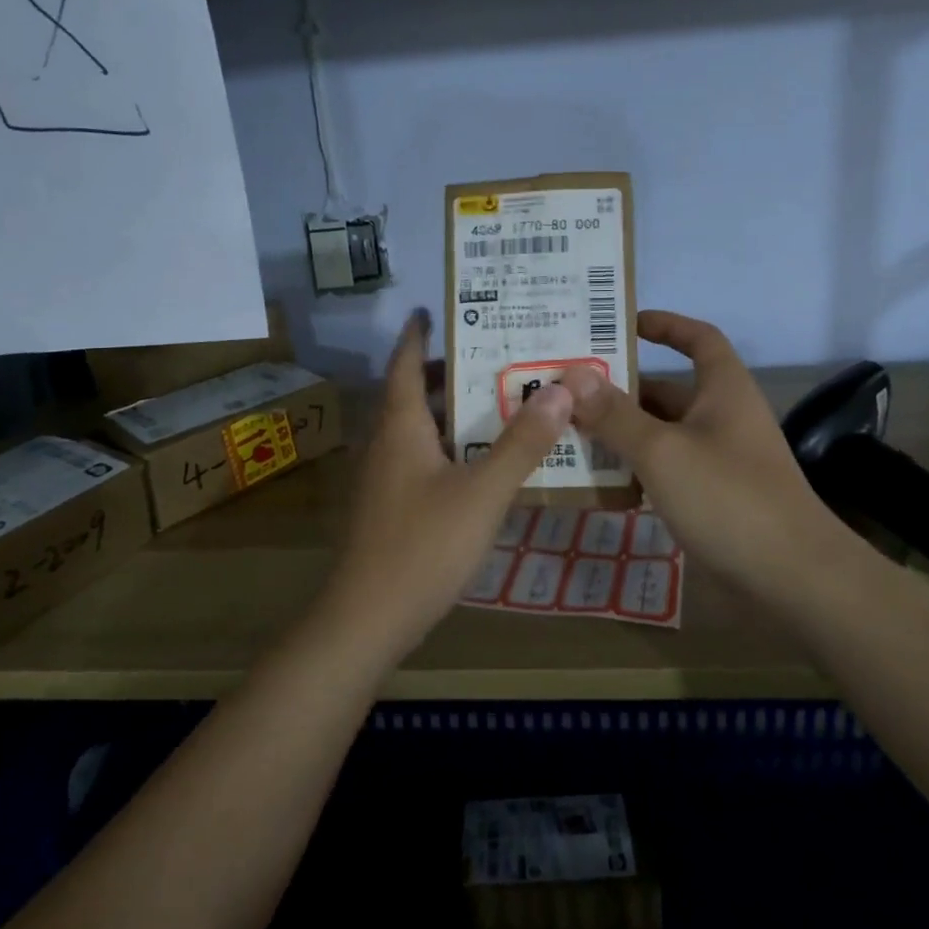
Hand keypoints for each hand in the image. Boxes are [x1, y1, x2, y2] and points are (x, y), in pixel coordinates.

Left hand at [323, 309, 572, 657]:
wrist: (367, 619)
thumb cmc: (422, 546)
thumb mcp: (482, 493)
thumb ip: (521, 444)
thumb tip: (561, 389)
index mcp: (401, 427)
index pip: (405, 364)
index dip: (418, 335)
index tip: (435, 309)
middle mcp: (387, 444)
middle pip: (414, 393)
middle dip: (447, 370)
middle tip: (494, 353)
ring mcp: (385, 478)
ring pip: (418, 428)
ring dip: (450, 409)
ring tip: (497, 398)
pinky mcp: (390, 507)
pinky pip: (421, 457)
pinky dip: (449, 444)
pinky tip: (480, 460)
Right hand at [561, 310, 856, 596]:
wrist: (792, 579)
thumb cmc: (728, 497)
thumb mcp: (662, 451)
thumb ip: (615, 414)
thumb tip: (573, 375)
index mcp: (723, 390)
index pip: (698, 338)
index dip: (665, 325)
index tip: (621, 324)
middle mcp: (722, 418)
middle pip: (667, 391)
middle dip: (620, 389)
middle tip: (566, 391)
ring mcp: (718, 460)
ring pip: (662, 434)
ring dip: (621, 433)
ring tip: (568, 433)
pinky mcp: (713, 498)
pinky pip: (666, 471)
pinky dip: (636, 469)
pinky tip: (599, 481)